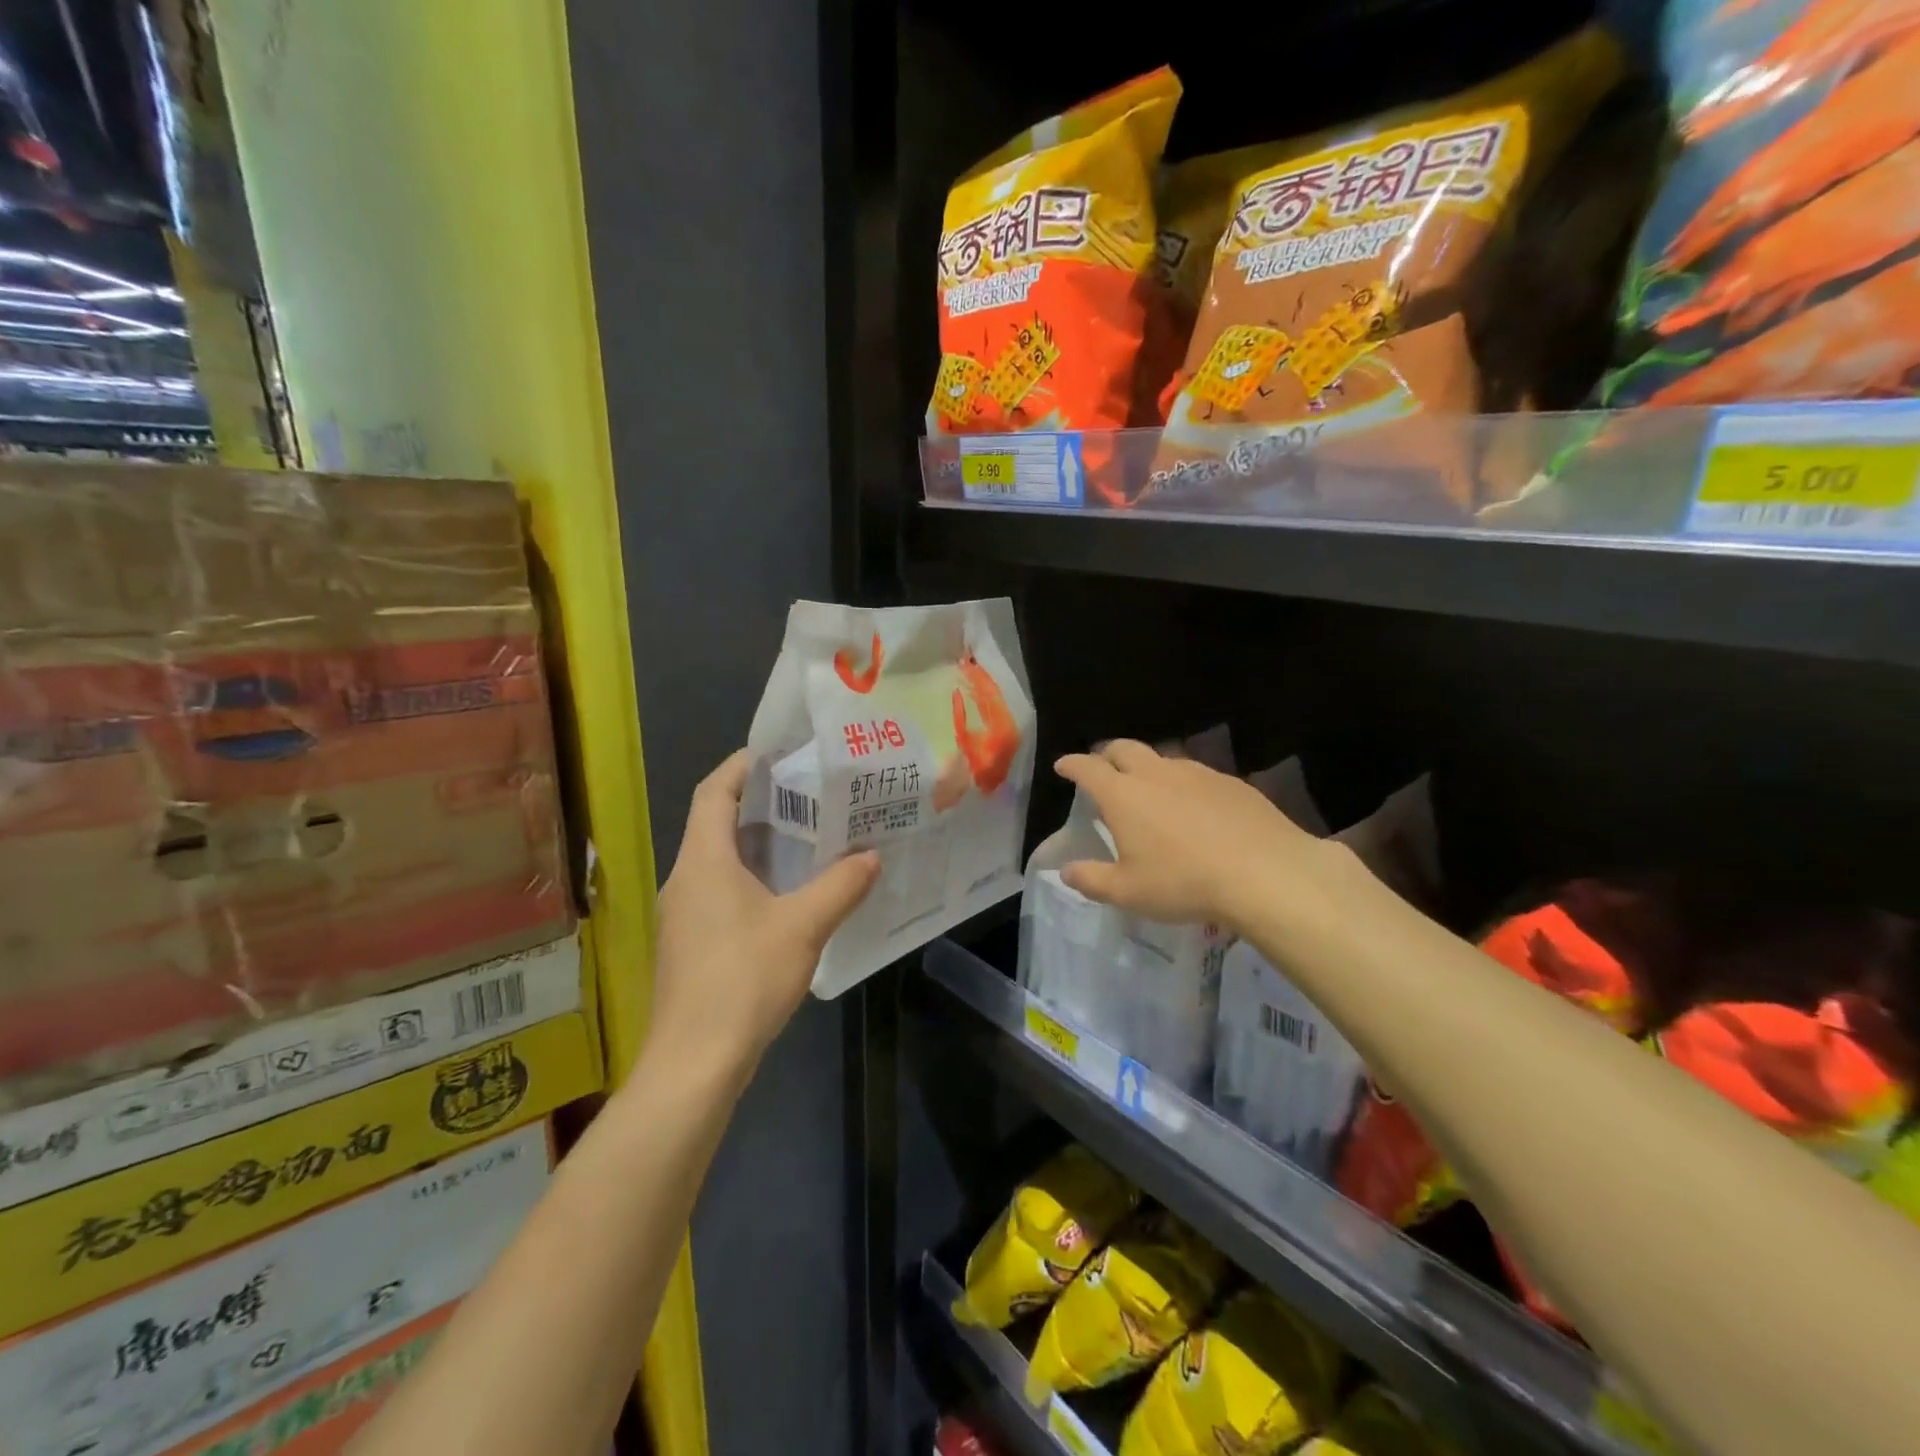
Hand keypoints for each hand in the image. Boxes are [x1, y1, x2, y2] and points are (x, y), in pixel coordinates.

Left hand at [647, 750, 879, 1079]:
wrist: (694, 1063)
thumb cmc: (743, 980)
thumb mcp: (803, 927)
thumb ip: (840, 886)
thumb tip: (872, 856)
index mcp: (704, 861)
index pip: (715, 792)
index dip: (742, 766)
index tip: (780, 754)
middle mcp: (685, 879)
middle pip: (716, 823)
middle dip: (760, 803)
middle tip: (810, 793)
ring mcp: (683, 915)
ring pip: (719, 861)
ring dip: (758, 844)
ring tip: (808, 837)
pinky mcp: (690, 944)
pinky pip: (721, 892)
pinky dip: (752, 879)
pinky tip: (789, 895)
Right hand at [1054, 740, 1334, 932]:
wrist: (1266, 873)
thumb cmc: (1184, 883)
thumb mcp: (1128, 892)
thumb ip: (1092, 880)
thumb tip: (1066, 871)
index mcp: (1123, 795)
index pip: (1088, 768)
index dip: (1072, 765)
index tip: (1063, 766)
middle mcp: (1156, 774)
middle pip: (1124, 748)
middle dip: (1107, 754)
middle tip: (1102, 767)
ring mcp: (1197, 773)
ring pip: (1162, 758)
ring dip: (1147, 767)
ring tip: (1148, 788)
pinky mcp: (1230, 782)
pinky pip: (1196, 774)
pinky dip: (1182, 782)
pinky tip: (1193, 806)